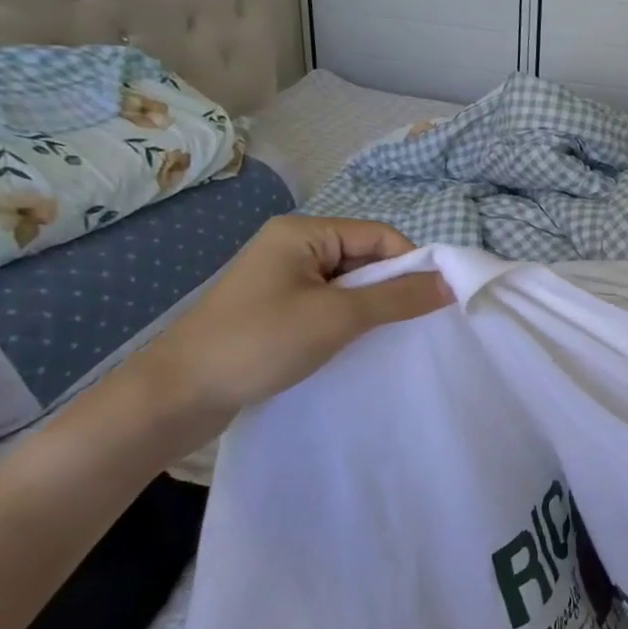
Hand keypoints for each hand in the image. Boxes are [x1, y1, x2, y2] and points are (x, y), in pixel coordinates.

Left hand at [126, 216, 448, 425]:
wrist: (177, 396)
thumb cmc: (260, 343)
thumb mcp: (338, 317)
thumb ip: (397, 298)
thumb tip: (450, 283)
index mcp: (303, 232)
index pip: (380, 236)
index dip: (412, 265)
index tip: (435, 302)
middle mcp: (293, 246)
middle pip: (365, 258)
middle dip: (391, 288)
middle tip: (412, 324)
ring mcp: (281, 278)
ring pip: (348, 285)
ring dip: (370, 308)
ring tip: (384, 338)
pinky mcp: (274, 309)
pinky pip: (327, 304)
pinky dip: (347, 321)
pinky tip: (355, 345)